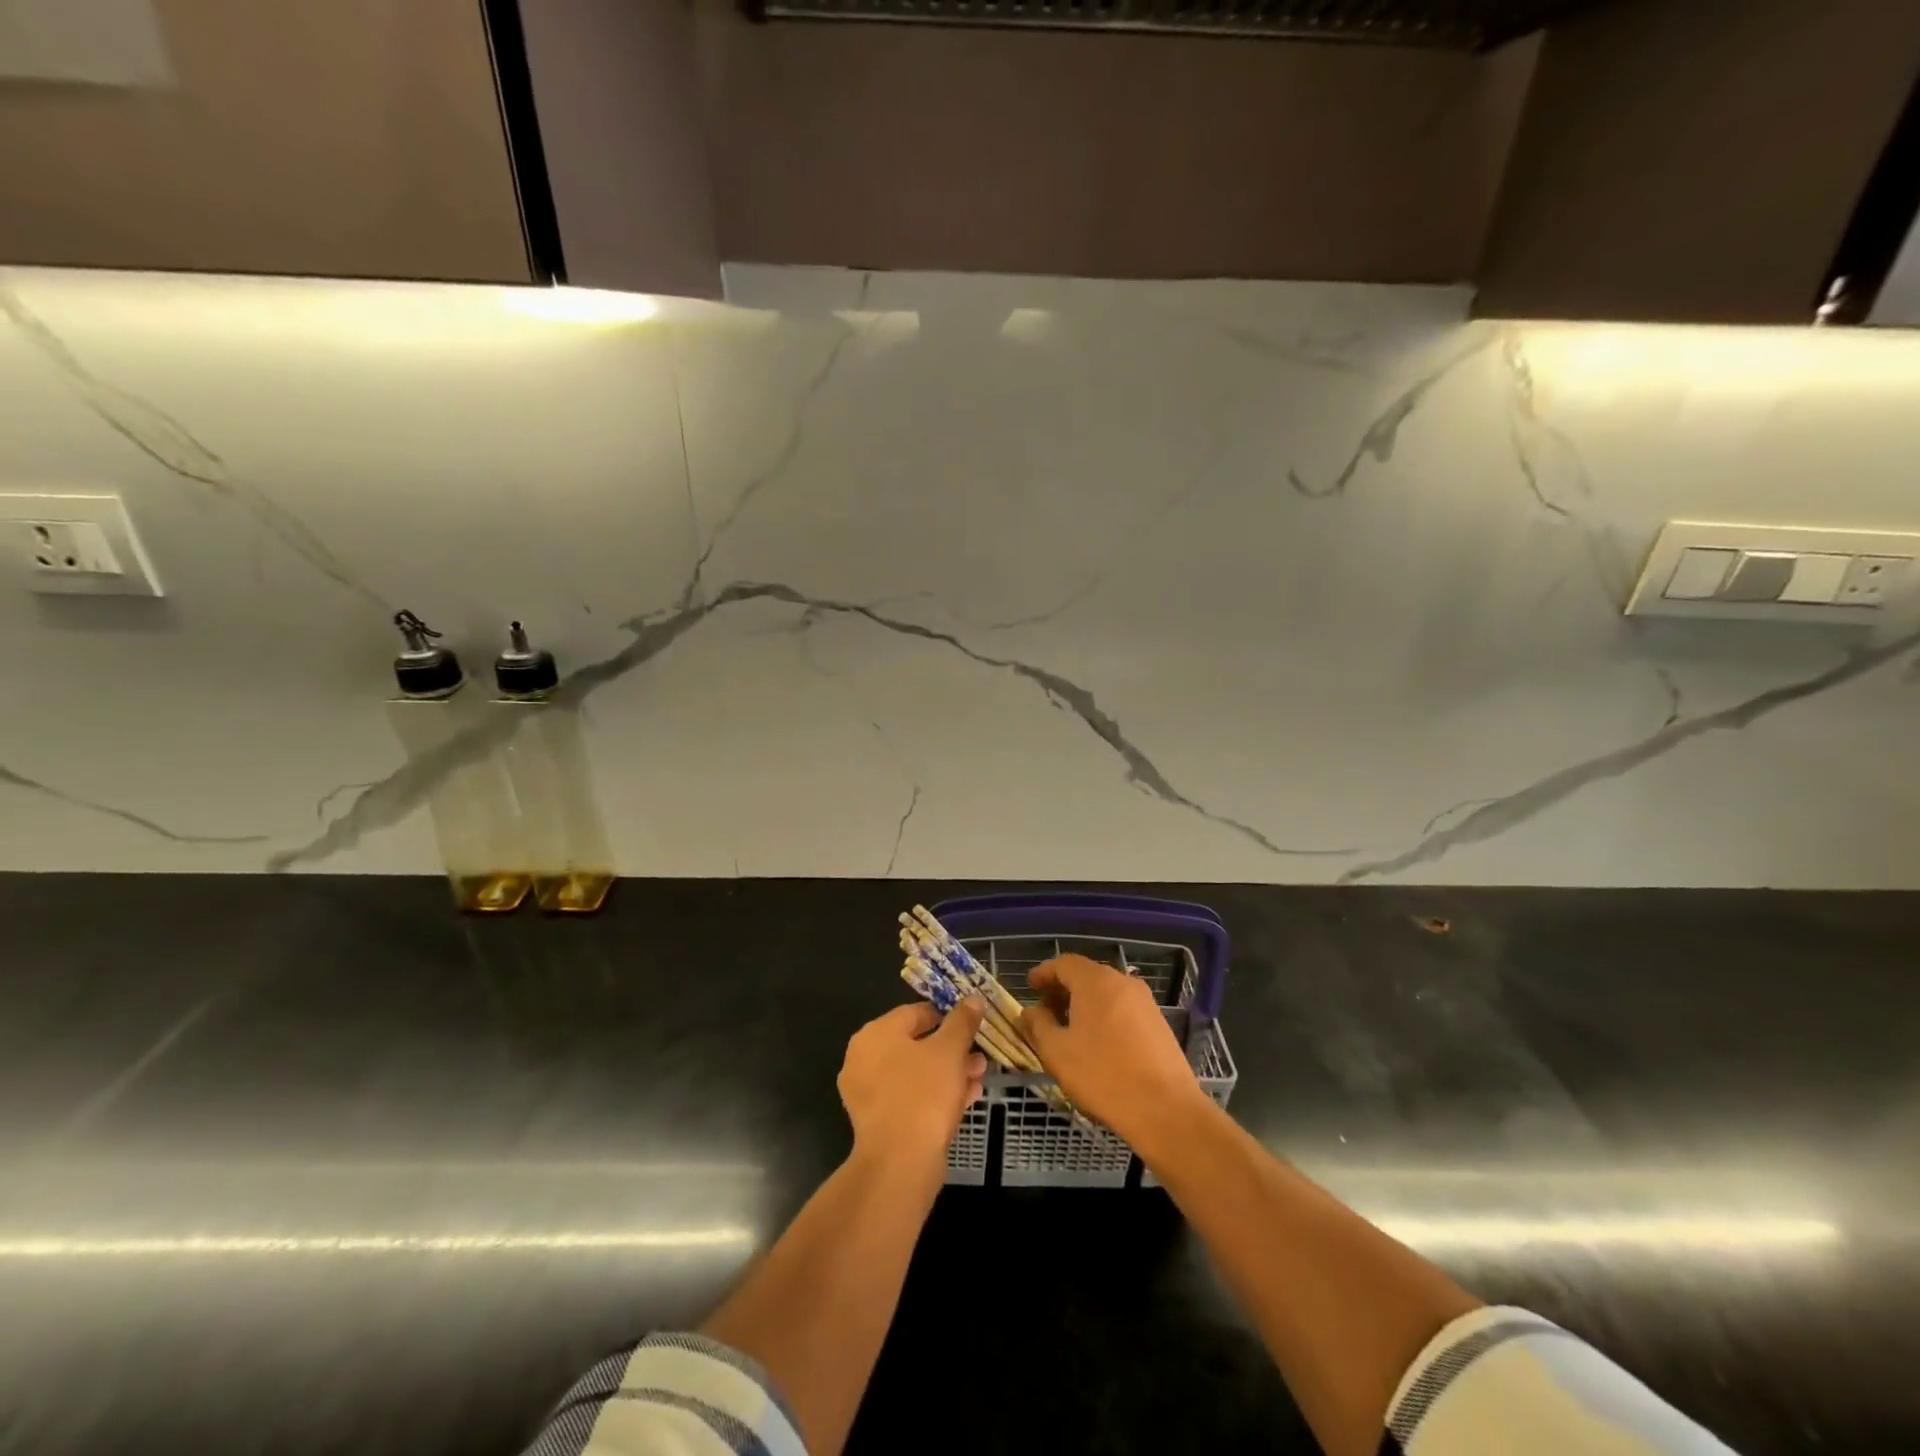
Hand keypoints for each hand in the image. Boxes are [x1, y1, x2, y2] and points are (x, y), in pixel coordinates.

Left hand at [837, 1000, 986, 1166]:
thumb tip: (972, 999)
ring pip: (916, 1074)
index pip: (915, 1012)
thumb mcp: (950, 1051)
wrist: (900, 1163)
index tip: (971, 1023)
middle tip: (978, 1055)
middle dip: (952, 1049)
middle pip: (916, 1044)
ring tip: (978, 1077)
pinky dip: (936, 1095)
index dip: (946, 1015)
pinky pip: (910, 1098)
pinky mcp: (878, 1122)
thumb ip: (961, 1022)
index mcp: (875, 1034)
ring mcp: (868, 1093)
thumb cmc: (923, 1094)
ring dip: (948, 1073)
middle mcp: (864, 1059)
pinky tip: (966, 1099)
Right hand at [1021, 954, 1211, 1154]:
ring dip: (1083, 1004)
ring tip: (1069, 1031)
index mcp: (1096, 981)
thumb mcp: (1057, 1052)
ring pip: (1105, 992)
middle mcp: (1123, 982)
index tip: (1030, 987)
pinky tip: (1097, 1044)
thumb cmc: (1104, 1076)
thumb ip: (1038, 1025)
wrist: (1166, 1110)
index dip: (1044, 973)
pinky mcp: (1158, 1023)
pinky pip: (1122, 1008)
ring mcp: (1145, 1002)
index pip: (1064, 963)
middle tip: (1045, 1013)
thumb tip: (1030, 1011)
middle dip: (1062, 990)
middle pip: (1086, 975)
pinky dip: (1103, 1015)